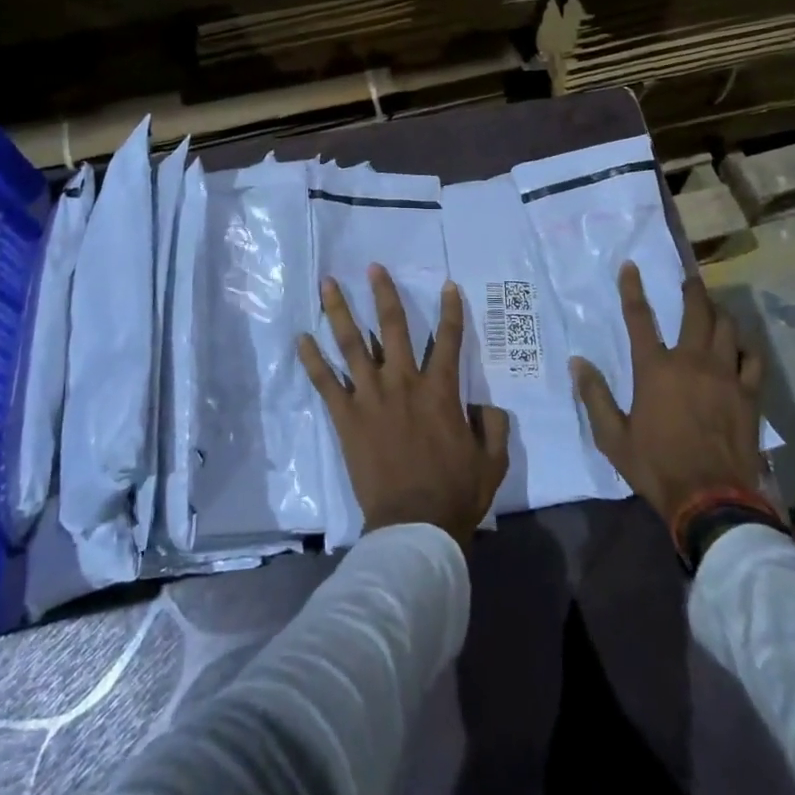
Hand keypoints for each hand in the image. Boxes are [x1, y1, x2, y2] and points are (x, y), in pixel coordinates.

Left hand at [297, 265, 511, 552]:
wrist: (413, 526)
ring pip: (352, 344)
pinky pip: (326, 383)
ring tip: (328, 284)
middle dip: (384, 294)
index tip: (448, 285)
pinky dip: (312, 360)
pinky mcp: (347, 418)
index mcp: (440, 391)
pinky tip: (301, 338)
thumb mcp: (492, 460)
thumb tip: (486, 404)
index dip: (451, 310)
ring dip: (340, 311)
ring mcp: (371, 398)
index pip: (449, 339)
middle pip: (393, 327)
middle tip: (373, 267)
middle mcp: (404, 383)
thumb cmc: (455, 493)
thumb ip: (493, 425)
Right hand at [571, 263, 768, 528]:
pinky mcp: (749, 394)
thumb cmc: (657, 467)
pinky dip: (746, 346)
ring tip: (715, 308)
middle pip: (696, 312)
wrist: (712, 500)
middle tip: (690, 278)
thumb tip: (577, 362)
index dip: (632, 288)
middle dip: (692, 290)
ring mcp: (725, 375)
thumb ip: (594, 396)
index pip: (639, 317)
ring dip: (720, 313)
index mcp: (655, 369)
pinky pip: (753, 358)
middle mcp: (691, 362)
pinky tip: (742, 346)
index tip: (631, 266)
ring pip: (728, 328)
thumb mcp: (613, 437)